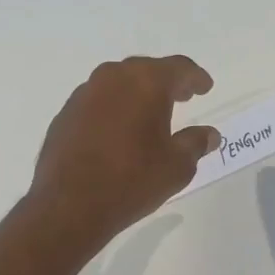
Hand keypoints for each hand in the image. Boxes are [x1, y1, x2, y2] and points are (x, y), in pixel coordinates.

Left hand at [27, 55, 219, 247]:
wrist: (69, 206)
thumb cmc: (132, 180)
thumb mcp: (177, 166)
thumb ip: (196, 143)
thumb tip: (209, 134)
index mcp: (146, 82)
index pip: (179, 68)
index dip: (195, 77)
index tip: (205, 87)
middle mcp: (113, 78)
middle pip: (146, 70)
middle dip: (166, 82)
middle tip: (182, 97)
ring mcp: (84, 94)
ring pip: (118, 83)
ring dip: (137, 94)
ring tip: (150, 115)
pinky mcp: (65, 114)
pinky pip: (98, 102)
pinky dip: (114, 109)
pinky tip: (119, 132)